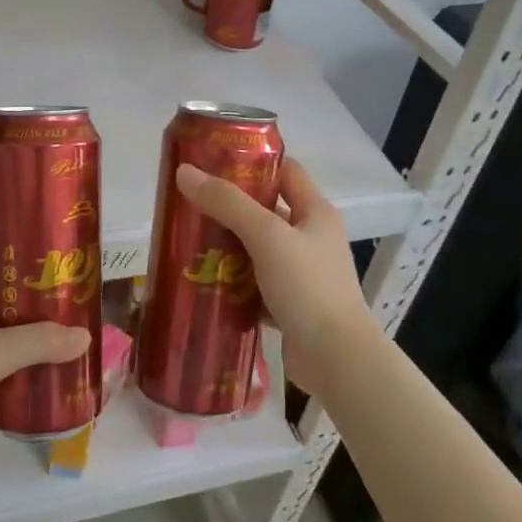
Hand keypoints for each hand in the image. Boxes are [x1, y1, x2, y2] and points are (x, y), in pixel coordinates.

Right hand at [174, 157, 375, 398]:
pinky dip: (233, 281)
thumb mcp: (266, 236)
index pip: (285, 171)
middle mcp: (311, 238)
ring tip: (188, 242)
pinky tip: (204, 281)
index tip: (212, 163)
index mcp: (316, 212)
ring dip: (227, 246)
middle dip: (229, 207)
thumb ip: (227, 203)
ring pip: (258, 249)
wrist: (337, 359)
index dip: (252, 163)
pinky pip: (256, 283)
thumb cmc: (307, 287)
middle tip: (190, 204)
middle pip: (266, 211)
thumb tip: (184, 171)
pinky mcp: (290, 304)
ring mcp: (302, 273)